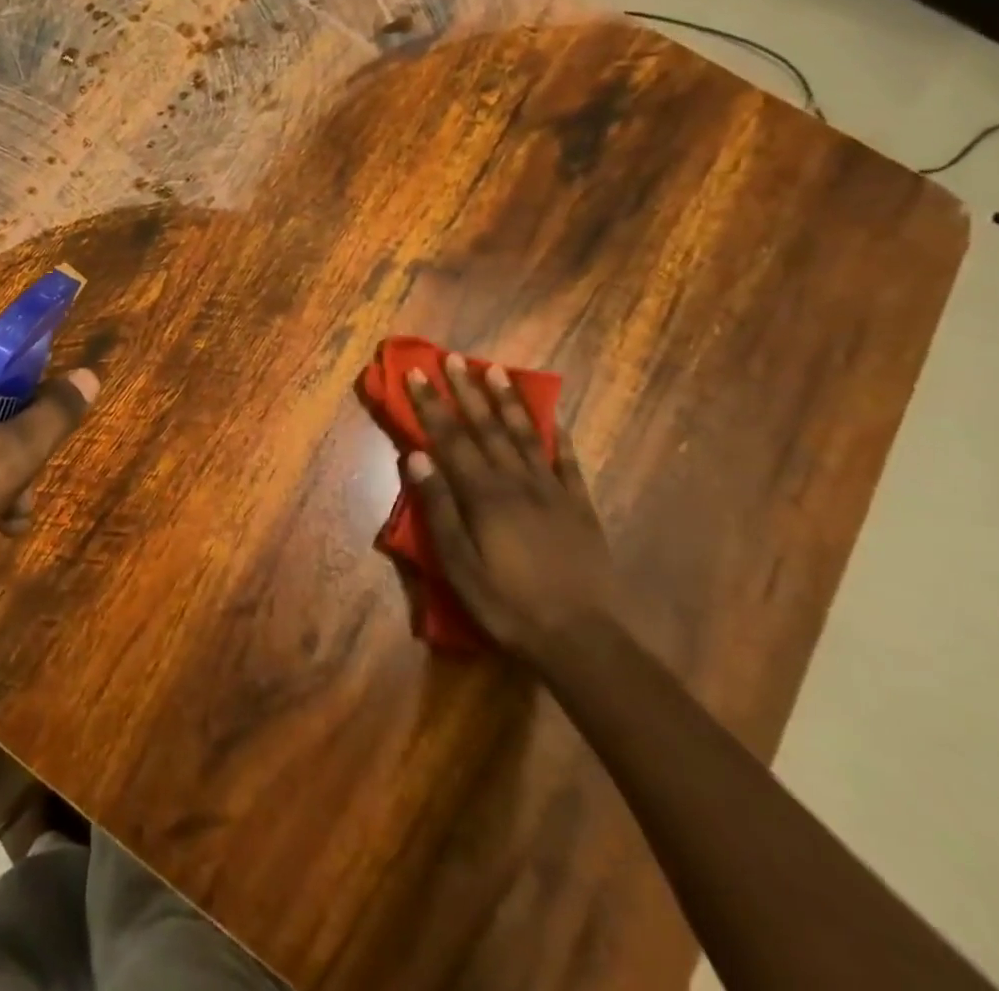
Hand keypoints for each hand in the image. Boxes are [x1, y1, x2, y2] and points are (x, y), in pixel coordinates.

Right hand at [402, 355, 618, 660]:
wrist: (582, 639)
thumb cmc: (507, 604)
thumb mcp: (458, 564)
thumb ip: (438, 507)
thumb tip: (416, 455)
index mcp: (484, 495)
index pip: (450, 438)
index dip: (430, 404)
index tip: (415, 373)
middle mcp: (516, 482)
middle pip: (486, 427)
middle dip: (466, 391)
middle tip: (452, 358)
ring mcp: (552, 492)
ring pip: (525, 435)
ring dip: (507, 401)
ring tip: (495, 370)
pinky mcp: (579, 507)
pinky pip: (567, 463)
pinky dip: (558, 437)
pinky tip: (553, 418)